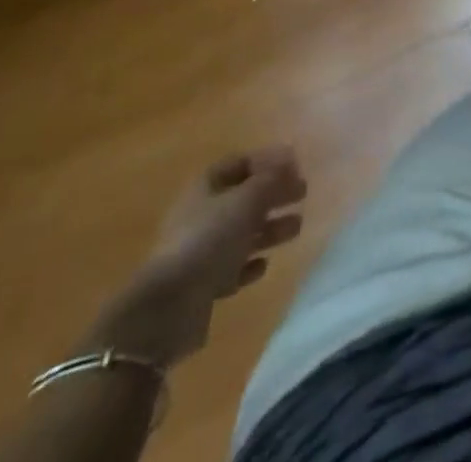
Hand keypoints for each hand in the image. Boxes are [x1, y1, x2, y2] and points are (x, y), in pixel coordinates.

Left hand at [86, 147, 306, 368]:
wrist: (167, 309)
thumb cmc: (209, 240)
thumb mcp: (246, 200)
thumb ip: (271, 179)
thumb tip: (289, 162)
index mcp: (205, 187)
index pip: (239, 163)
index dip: (268, 161)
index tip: (295, 165)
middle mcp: (201, 215)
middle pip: (243, 198)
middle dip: (274, 194)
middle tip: (303, 193)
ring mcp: (199, 252)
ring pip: (241, 233)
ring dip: (269, 229)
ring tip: (297, 228)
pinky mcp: (201, 286)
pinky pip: (231, 269)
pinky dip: (249, 264)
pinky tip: (264, 265)